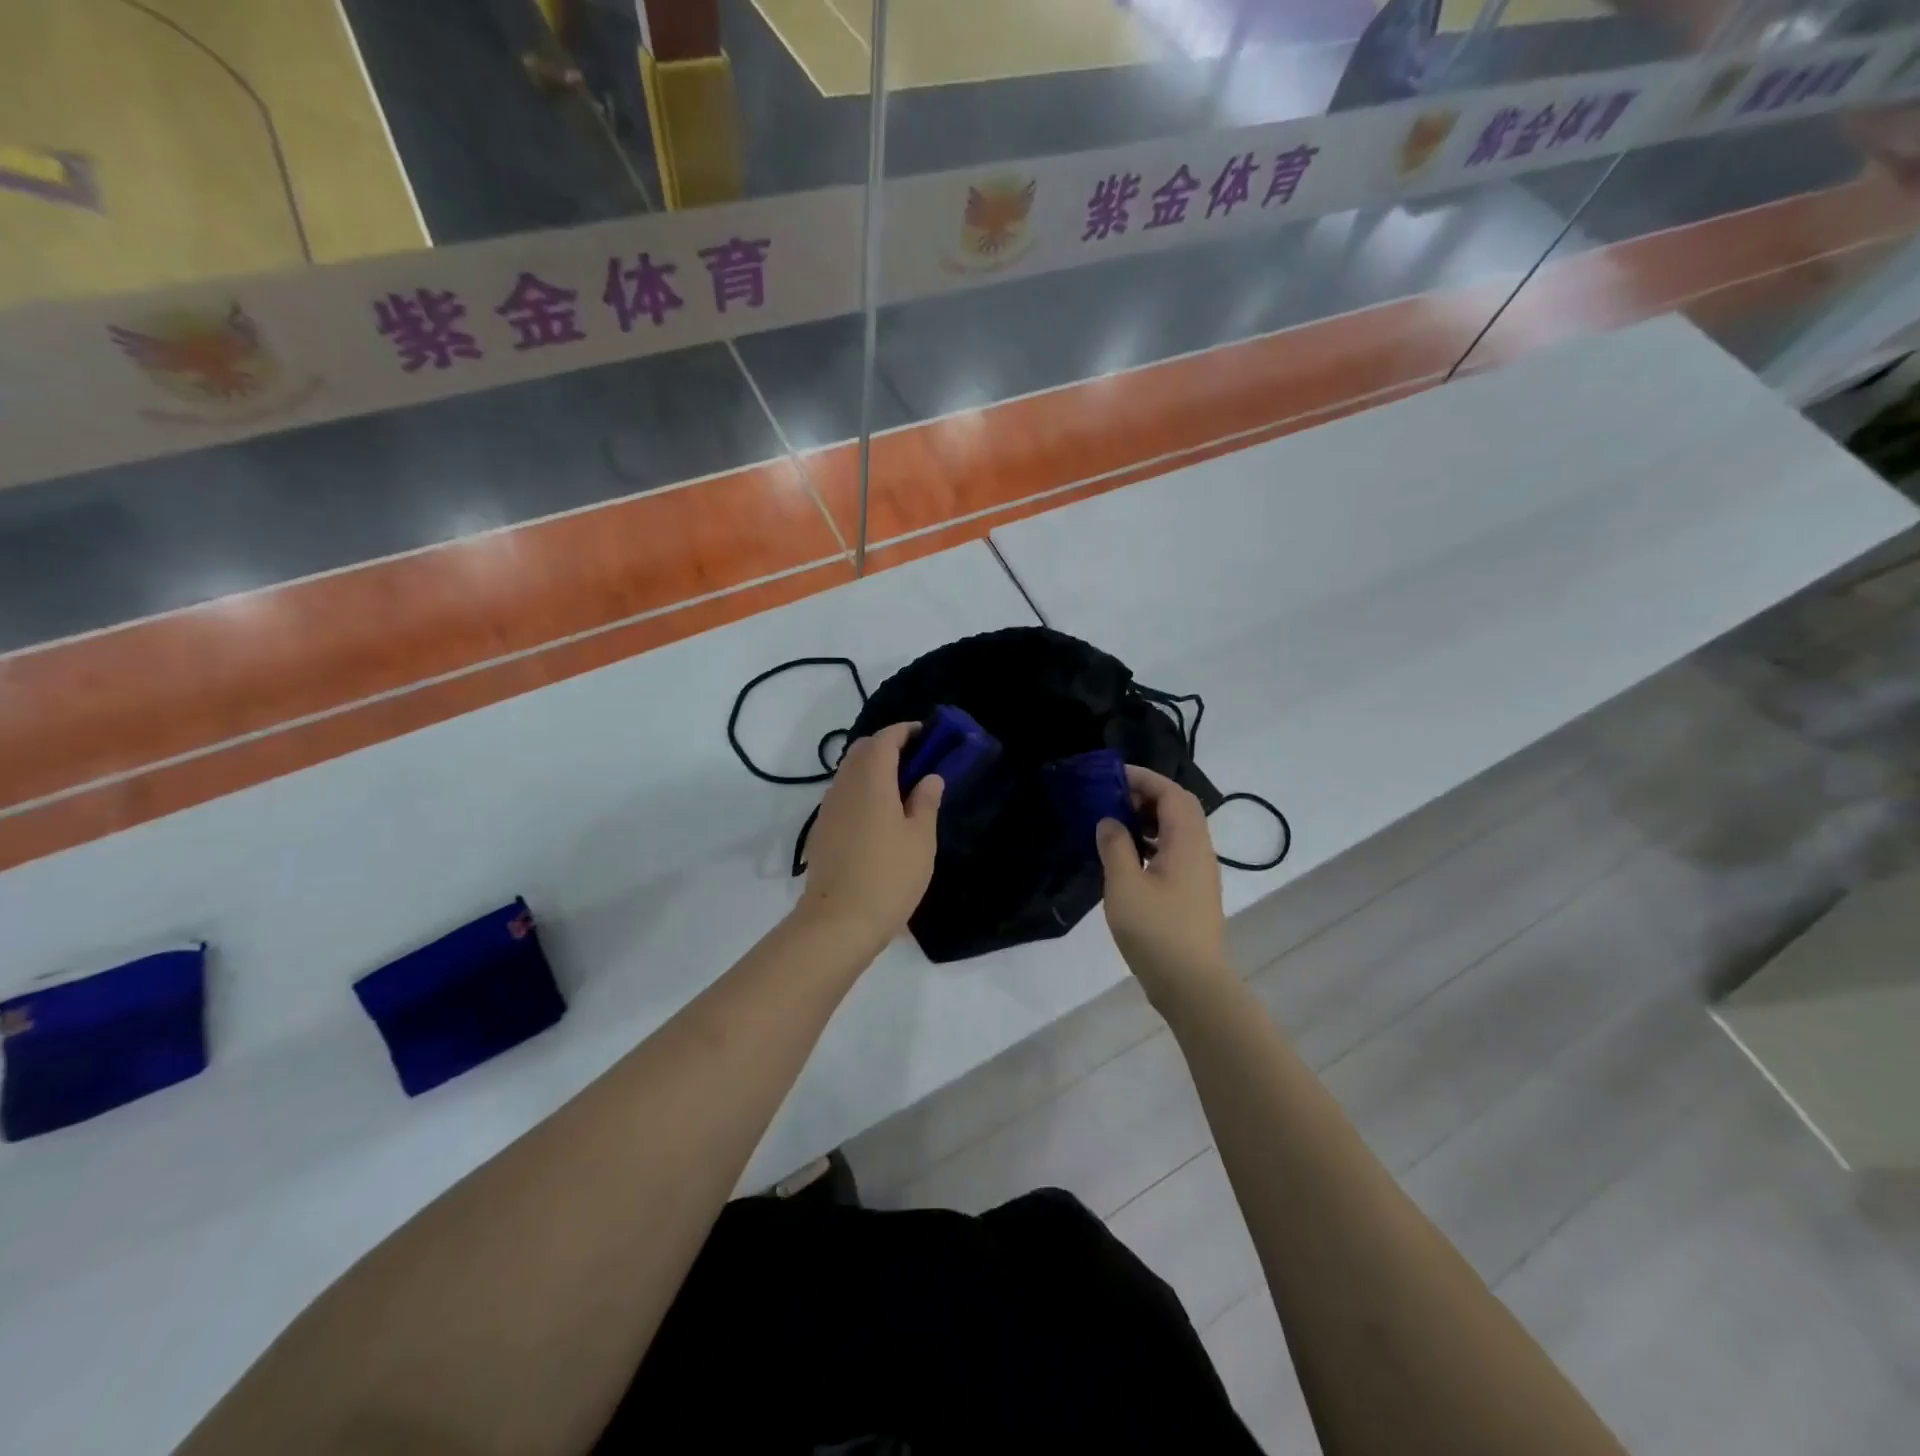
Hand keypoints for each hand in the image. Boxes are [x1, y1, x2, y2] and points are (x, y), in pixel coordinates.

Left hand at [795, 721, 943, 960]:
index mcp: (871, 780)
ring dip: (873, 770)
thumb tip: (929, 777)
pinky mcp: (822, 831)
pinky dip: (862, 792)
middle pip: (862, 751)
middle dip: (888, 747)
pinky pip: (843, 796)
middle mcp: (844, 786)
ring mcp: (828, 809)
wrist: (838, 921)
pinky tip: (879, 817)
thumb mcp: (920, 838)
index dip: (905, 732)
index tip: (926, 735)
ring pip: (849, 773)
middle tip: (916, 762)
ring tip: (901, 790)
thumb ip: (926, 802)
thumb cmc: (889, 875)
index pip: (885, 739)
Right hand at [1096, 766, 1231, 998]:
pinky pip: (1174, 851)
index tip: (1113, 776)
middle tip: (1112, 798)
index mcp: (1187, 842)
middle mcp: (1200, 851)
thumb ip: (1115, 846)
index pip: (1171, 793)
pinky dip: (1152, 842)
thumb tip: (1109, 821)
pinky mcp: (1193, 892)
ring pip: (1177, 831)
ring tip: (1114, 824)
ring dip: (1149, 820)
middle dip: (1146, 796)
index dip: (1144, 778)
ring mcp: (1199, 873)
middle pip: (1179, 808)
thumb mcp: (1124, 884)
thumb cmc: (1156, 930)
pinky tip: (1127, 858)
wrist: (1191, 984)